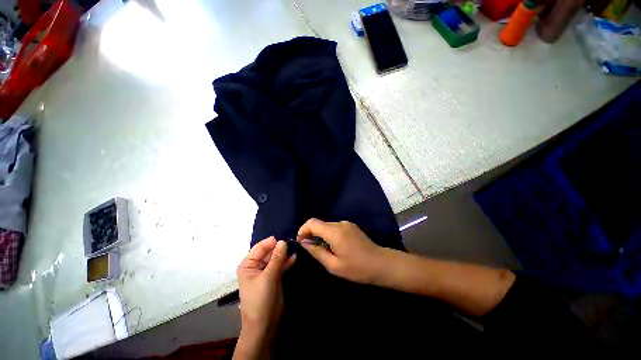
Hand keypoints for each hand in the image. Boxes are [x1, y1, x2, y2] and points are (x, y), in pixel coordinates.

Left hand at [235, 237, 295, 358]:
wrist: (264, 324)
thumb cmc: (261, 299)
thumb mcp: (268, 276)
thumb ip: (276, 258)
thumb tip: (283, 242)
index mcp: (248, 264)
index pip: (260, 247)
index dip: (271, 242)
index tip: (284, 238)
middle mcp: (256, 266)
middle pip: (269, 252)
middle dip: (279, 248)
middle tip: (292, 243)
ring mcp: (266, 272)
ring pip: (276, 258)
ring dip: (284, 254)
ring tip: (295, 248)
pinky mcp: (274, 277)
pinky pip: (280, 265)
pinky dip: (286, 262)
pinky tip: (294, 257)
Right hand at [297, 218, 385, 284]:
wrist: (381, 264)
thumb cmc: (357, 269)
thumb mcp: (333, 265)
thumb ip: (316, 251)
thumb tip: (304, 242)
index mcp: (334, 232)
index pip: (312, 222)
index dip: (303, 230)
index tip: (301, 242)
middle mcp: (339, 223)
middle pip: (319, 223)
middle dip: (311, 234)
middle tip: (313, 250)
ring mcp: (346, 223)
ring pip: (326, 225)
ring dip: (321, 235)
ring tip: (326, 251)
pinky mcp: (350, 226)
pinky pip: (334, 227)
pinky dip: (329, 235)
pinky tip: (336, 247)